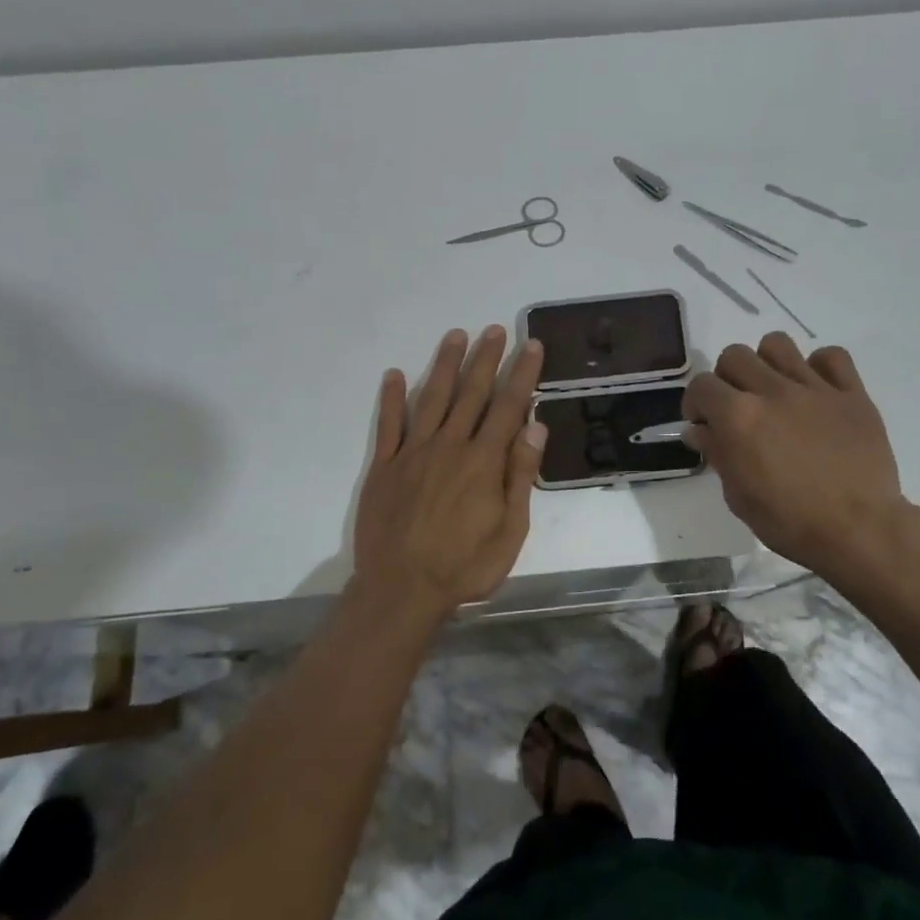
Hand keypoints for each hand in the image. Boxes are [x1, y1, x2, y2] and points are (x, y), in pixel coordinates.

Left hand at [351, 326, 546, 624]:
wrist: (401, 590)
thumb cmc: (464, 566)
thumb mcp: (510, 531)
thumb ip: (520, 477)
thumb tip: (535, 428)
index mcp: (483, 462)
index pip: (508, 407)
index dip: (522, 374)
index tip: (532, 346)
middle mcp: (449, 446)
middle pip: (471, 393)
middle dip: (486, 359)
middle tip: (495, 329)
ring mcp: (413, 453)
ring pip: (433, 399)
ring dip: (445, 366)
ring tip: (456, 336)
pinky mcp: (384, 466)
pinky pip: (389, 425)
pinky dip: (392, 399)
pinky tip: (396, 374)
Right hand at [683, 333, 912, 581]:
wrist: (859, 531)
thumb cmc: (790, 522)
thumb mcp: (738, 496)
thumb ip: (717, 454)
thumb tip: (700, 430)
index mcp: (739, 417)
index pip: (701, 385)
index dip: (696, 403)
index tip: (703, 423)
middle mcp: (773, 391)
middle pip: (735, 355)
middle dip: (727, 379)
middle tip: (737, 407)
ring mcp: (815, 388)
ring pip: (778, 344)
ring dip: (767, 363)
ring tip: (774, 390)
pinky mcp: (852, 394)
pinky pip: (831, 356)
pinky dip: (819, 367)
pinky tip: (816, 391)